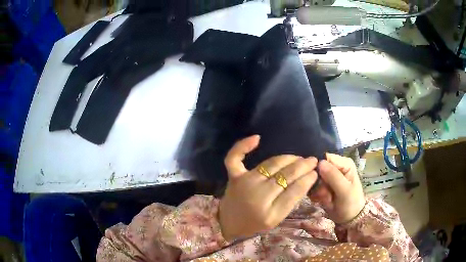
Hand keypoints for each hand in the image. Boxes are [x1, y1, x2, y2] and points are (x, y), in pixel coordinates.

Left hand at [219, 135, 318, 240]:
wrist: (229, 222)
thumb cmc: (255, 223)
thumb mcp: (276, 219)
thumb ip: (290, 201)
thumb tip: (307, 178)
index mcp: (270, 213)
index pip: (294, 191)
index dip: (307, 179)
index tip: (315, 172)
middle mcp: (257, 196)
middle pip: (285, 175)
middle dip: (303, 166)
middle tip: (312, 160)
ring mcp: (244, 183)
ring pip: (271, 164)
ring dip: (288, 158)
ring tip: (299, 158)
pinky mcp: (234, 175)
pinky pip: (235, 157)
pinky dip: (243, 146)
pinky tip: (257, 138)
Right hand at [309, 153, 365, 223]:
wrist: (349, 218)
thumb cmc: (351, 203)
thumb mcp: (344, 190)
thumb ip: (333, 176)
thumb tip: (320, 162)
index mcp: (344, 163)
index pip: (326, 158)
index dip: (319, 168)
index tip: (319, 182)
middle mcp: (336, 167)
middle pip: (318, 169)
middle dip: (319, 183)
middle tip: (325, 194)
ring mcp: (329, 177)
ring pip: (314, 179)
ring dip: (317, 191)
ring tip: (325, 199)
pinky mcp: (323, 186)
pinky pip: (313, 186)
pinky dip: (315, 194)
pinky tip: (320, 200)